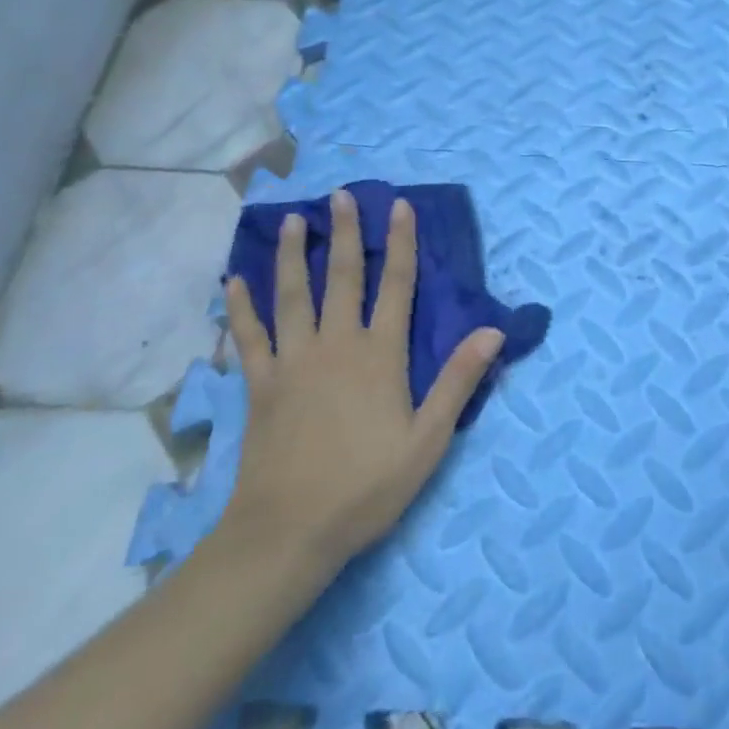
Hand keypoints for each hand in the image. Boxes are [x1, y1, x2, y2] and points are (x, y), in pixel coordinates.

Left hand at [220, 190, 503, 573]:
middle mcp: (336, 345)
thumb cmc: (366, 487)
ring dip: (293, 255)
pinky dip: (242, 308)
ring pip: (293, 295)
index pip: (396, 285)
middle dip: (346, 233)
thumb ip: (459, 381)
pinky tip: (234, 282)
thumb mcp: (428, 439)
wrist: (289, 533)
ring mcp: (293, 362)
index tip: (399, 206)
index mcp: (379, 355)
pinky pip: (250, 337)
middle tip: (340, 195)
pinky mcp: (260, 385)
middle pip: (343, 277)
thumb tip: (494, 329)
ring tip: (293, 220)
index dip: (401, 243)